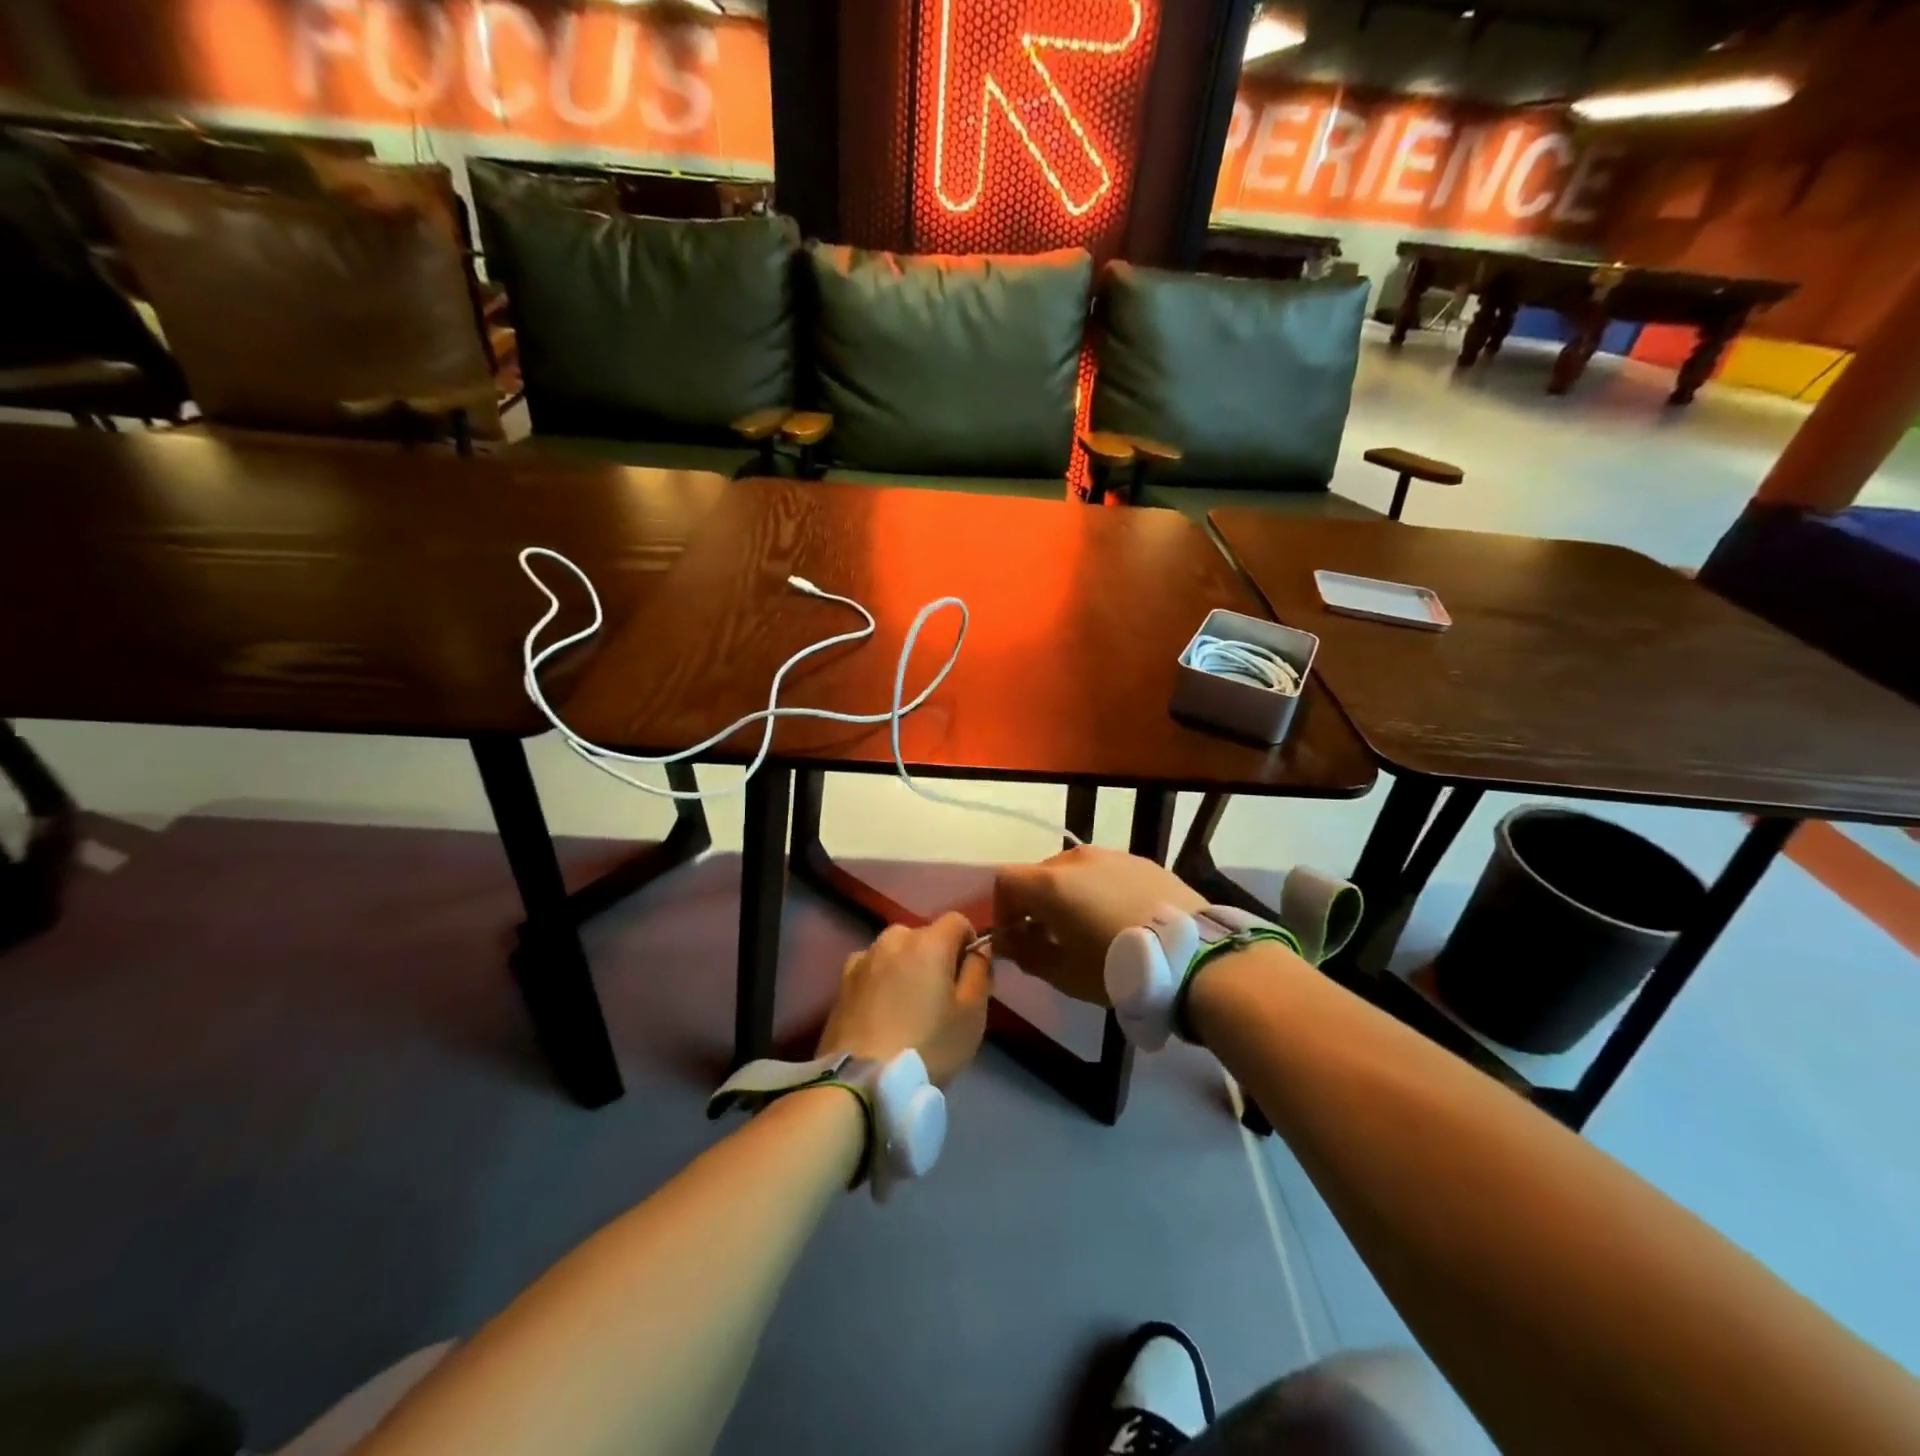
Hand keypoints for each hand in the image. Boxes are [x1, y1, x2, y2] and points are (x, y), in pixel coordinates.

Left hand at [816, 912, 991, 1086]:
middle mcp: (894, 938)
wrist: (863, 1081)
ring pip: (896, 952)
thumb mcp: (972, 1013)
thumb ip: (980, 971)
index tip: (969, 977)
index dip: (969, 943)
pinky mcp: (842, 981)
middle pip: (925, 936)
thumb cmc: (928, 1046)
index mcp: (929, 941)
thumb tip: (979, 949)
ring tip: (907, 1008)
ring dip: (906, 968)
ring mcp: (864, 958)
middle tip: (940, 999)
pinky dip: (881, 981)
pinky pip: (872, 969)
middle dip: (936, 957)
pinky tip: (881, 1013)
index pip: (957, 921)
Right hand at [992, 846, 1205, 1004]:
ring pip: (1075, 871)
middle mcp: (1077, 858)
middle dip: (1034, 903)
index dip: (1001, 909)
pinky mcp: (1142, 862)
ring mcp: (1113, 855)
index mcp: (1051, 882)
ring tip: (1087, 928)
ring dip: (1068, 895)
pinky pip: (1106, 872)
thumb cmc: (1118, 968)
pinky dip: (1099, 891)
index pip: (1006, 881)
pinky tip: (1120, 920)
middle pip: (1039, 874)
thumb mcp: (1064, 973)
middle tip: (1047, 938)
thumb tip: (1006, 941)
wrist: (1193, 957)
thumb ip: (1026, 953)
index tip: (1014, 938)